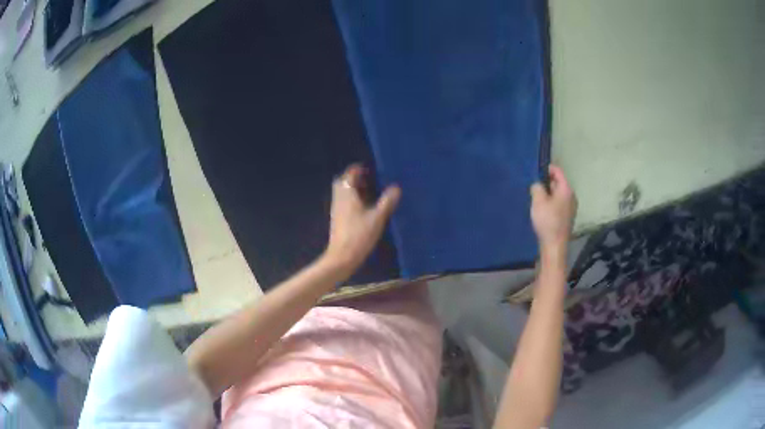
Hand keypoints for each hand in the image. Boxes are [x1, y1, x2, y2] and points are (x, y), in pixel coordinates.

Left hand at [324, 164, 400, 271]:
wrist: (342, 257)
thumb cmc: (359, 235)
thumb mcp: (377, 218)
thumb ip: (387, 202)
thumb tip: (396, 187)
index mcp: (347, 193)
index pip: (350, 174)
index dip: (359, 169)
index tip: (370, 169)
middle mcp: (339, 198)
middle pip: (343, 182)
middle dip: (354, 178)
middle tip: (369, 180)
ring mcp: (336, 209)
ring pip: (343, 193)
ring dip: (353, 189)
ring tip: (369, 193)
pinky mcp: (337, 219)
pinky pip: (343, 202)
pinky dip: (352, 200)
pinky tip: (364, 208)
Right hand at [530, 165, 576, 252]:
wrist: (554, 246)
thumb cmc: (547, 221)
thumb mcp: (538, 201)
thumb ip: (537, 187)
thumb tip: (538, 184)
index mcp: (566, 189)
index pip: (558, 171)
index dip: (547, 168)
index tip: (535, 170)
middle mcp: (571, 196)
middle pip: (558, 183)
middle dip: (546, 183)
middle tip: (533, 186)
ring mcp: (571, 208)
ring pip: (558, 194)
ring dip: (548, 194)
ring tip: (536, 199)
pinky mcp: (567, 217)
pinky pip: (559, 204)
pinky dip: (551, 203)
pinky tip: (542, 210)